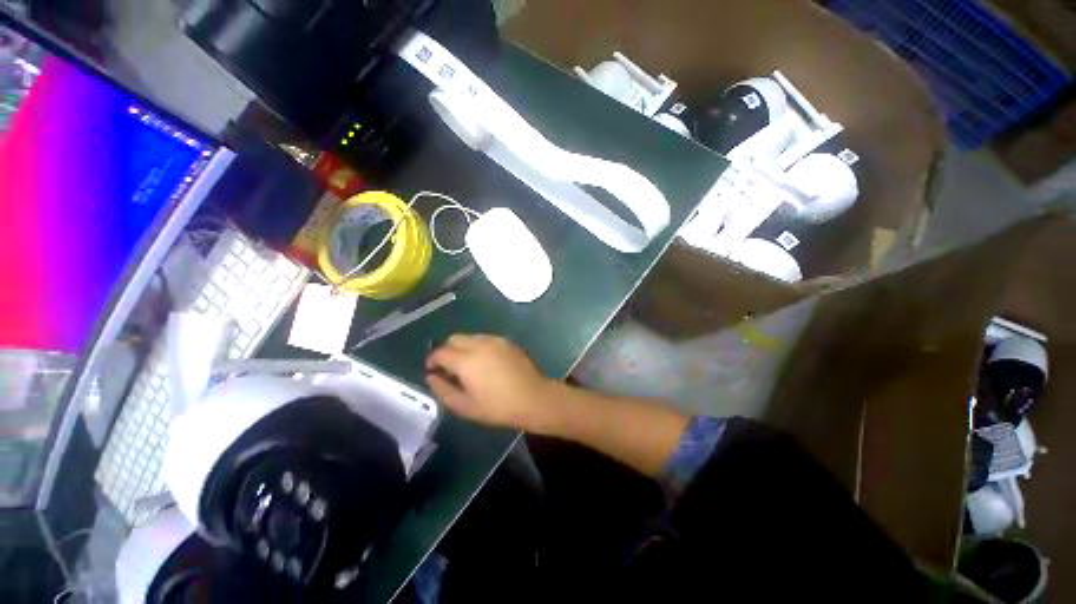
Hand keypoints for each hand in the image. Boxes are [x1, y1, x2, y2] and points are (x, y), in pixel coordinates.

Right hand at [425, 334, 561, 432]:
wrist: (534, 398)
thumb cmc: (498, 407)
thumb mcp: (465, 406)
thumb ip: (443, 390)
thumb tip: (431, 377)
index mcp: (466, 360)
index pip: (440, 352)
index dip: (432, 360)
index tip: (432, 370)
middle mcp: (479, 344)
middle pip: (454, 338)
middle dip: (447, 350)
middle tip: (449, 368)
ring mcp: (495, 340)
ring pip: (470, 337)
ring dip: (463, 347)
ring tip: (468, 365)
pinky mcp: (508, 341)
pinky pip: (486, 339)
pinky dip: (478, 346)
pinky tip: (485, 362)